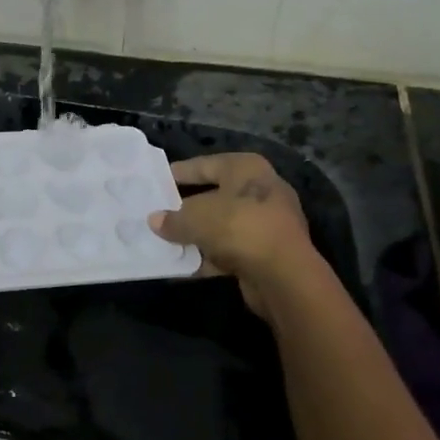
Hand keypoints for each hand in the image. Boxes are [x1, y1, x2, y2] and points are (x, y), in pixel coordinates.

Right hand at [149, 154, 315, 319]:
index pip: (204, 164)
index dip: (178, 173)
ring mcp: (266, 222)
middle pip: (213, 195)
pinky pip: (229, 248)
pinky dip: (208, 256)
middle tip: (157, 213)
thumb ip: (173, 219)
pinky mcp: (267, 251)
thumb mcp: (196, 219)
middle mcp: (260, 189)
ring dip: (195, 235)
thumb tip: (155, 220)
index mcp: (246, 168)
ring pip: (220, 225)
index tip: (155, 182)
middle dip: (185, 208)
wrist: (284, 275)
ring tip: (164, 241)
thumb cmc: (238, 228)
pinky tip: (183, 265)